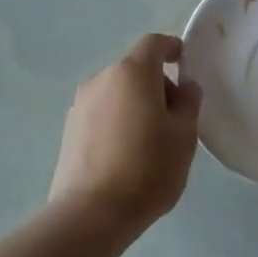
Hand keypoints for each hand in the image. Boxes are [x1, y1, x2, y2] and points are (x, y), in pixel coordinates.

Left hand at [48, 34, 202, 234]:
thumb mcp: (184, 135)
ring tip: (150, 141)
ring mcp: (80, 105)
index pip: (153, 43)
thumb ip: (188, 103)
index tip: (183, 62)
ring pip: (117, 93)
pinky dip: (117, 122)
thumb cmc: (148, 167)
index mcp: (132, 72)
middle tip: (175, 118)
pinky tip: (126, 154)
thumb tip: (184, 87)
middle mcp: (101, 79)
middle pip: (134, 70)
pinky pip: (101, 114)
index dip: (171, 47)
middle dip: (156, 85)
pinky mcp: (69, 131)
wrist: (92, 213)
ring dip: (135, 105)